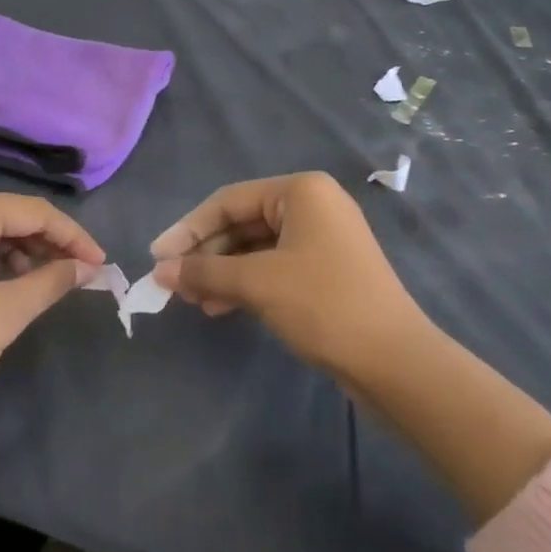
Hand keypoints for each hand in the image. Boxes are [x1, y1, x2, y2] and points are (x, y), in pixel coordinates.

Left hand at [0, 189, 104, 438]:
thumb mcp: (7, 312)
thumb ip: (53, 280)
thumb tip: (88, 267)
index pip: (31, 211)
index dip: (72, 236)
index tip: (100, 263)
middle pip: (7, 215)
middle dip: (46, 244)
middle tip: (78, 273)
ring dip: (19, 252)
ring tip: (45, 283)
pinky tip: (8, 285)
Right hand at [149, 172, 429, 378]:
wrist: (393, 360)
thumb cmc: (323, 304)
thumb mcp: (257, 283)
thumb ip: (205, 272)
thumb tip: (160, 272)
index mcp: (301, 191)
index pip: (229, 200)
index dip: (188, 229)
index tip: (157, 258)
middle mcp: (313, 206)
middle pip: (242, 223)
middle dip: (206, 254)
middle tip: (173, 284)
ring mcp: (322, 239)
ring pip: (256, 248)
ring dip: (222, 272)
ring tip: (193, 302)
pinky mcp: (325, 271)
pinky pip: (273, 267)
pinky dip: (245, 284)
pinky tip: (220, 308)